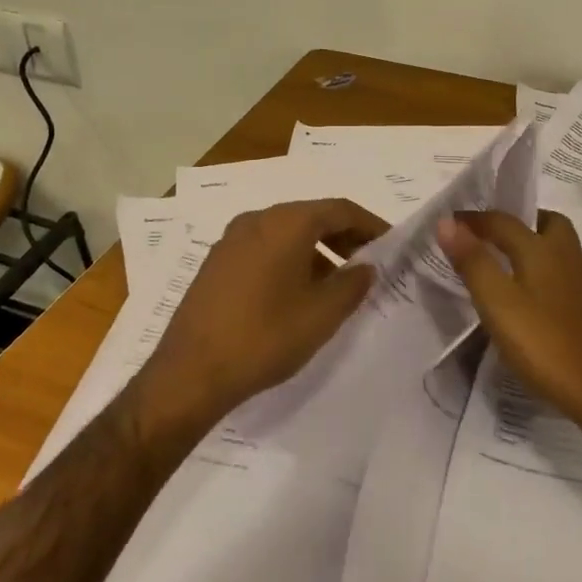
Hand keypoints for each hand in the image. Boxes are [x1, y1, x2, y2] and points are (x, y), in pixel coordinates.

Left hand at [132, 198, 386, 437]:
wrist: (190, 372)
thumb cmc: (265, 336)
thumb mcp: (322, 314)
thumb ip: (352, 284)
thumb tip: (365, 267)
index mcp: (286, 222)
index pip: (340, 209)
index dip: (371, 225)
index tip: (391, 245)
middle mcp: (257, 219)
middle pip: (312, 217)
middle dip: (344, 237)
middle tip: (368, 264)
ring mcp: (231, 239)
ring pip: (286, 233)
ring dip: (317, 250)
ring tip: (335, 285)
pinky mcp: (216, 262)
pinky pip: (264, 248)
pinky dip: (289, 260)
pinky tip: (297, 294)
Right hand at [436, 210, 581, 441]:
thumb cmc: (547, 345)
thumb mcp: (498, 304)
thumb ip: (473, 262)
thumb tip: (447, 222)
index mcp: (541, 250)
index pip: (502, 221)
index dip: (473, 220)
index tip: (449, 224)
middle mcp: (567, 258)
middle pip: (546, 224)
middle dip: (518, 222)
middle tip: (491, 236)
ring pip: (558, 251)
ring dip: (533, 247)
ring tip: (505, 267)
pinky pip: (564, 277)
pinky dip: (544, 275)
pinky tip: (532, 301)